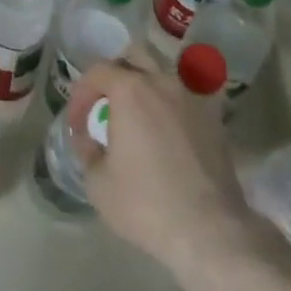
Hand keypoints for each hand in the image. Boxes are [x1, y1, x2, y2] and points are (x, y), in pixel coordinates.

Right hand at [66, 51, 280, 275]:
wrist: (211, 233)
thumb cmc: (146, 204)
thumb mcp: (98, 183)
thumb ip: (87, 151)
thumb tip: (88, 139)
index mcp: (129, 89)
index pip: (96, 73)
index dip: (80, 95)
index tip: (76, 125)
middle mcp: (162, 82)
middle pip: (134, 57)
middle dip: (115, 75)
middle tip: (106, 104)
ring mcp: (192, 99)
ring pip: (163, 75)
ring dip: (145, 87)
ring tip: (137, 116)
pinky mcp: (214, 121)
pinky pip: (185, 100)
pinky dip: (170, 107)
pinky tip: (166, 132)